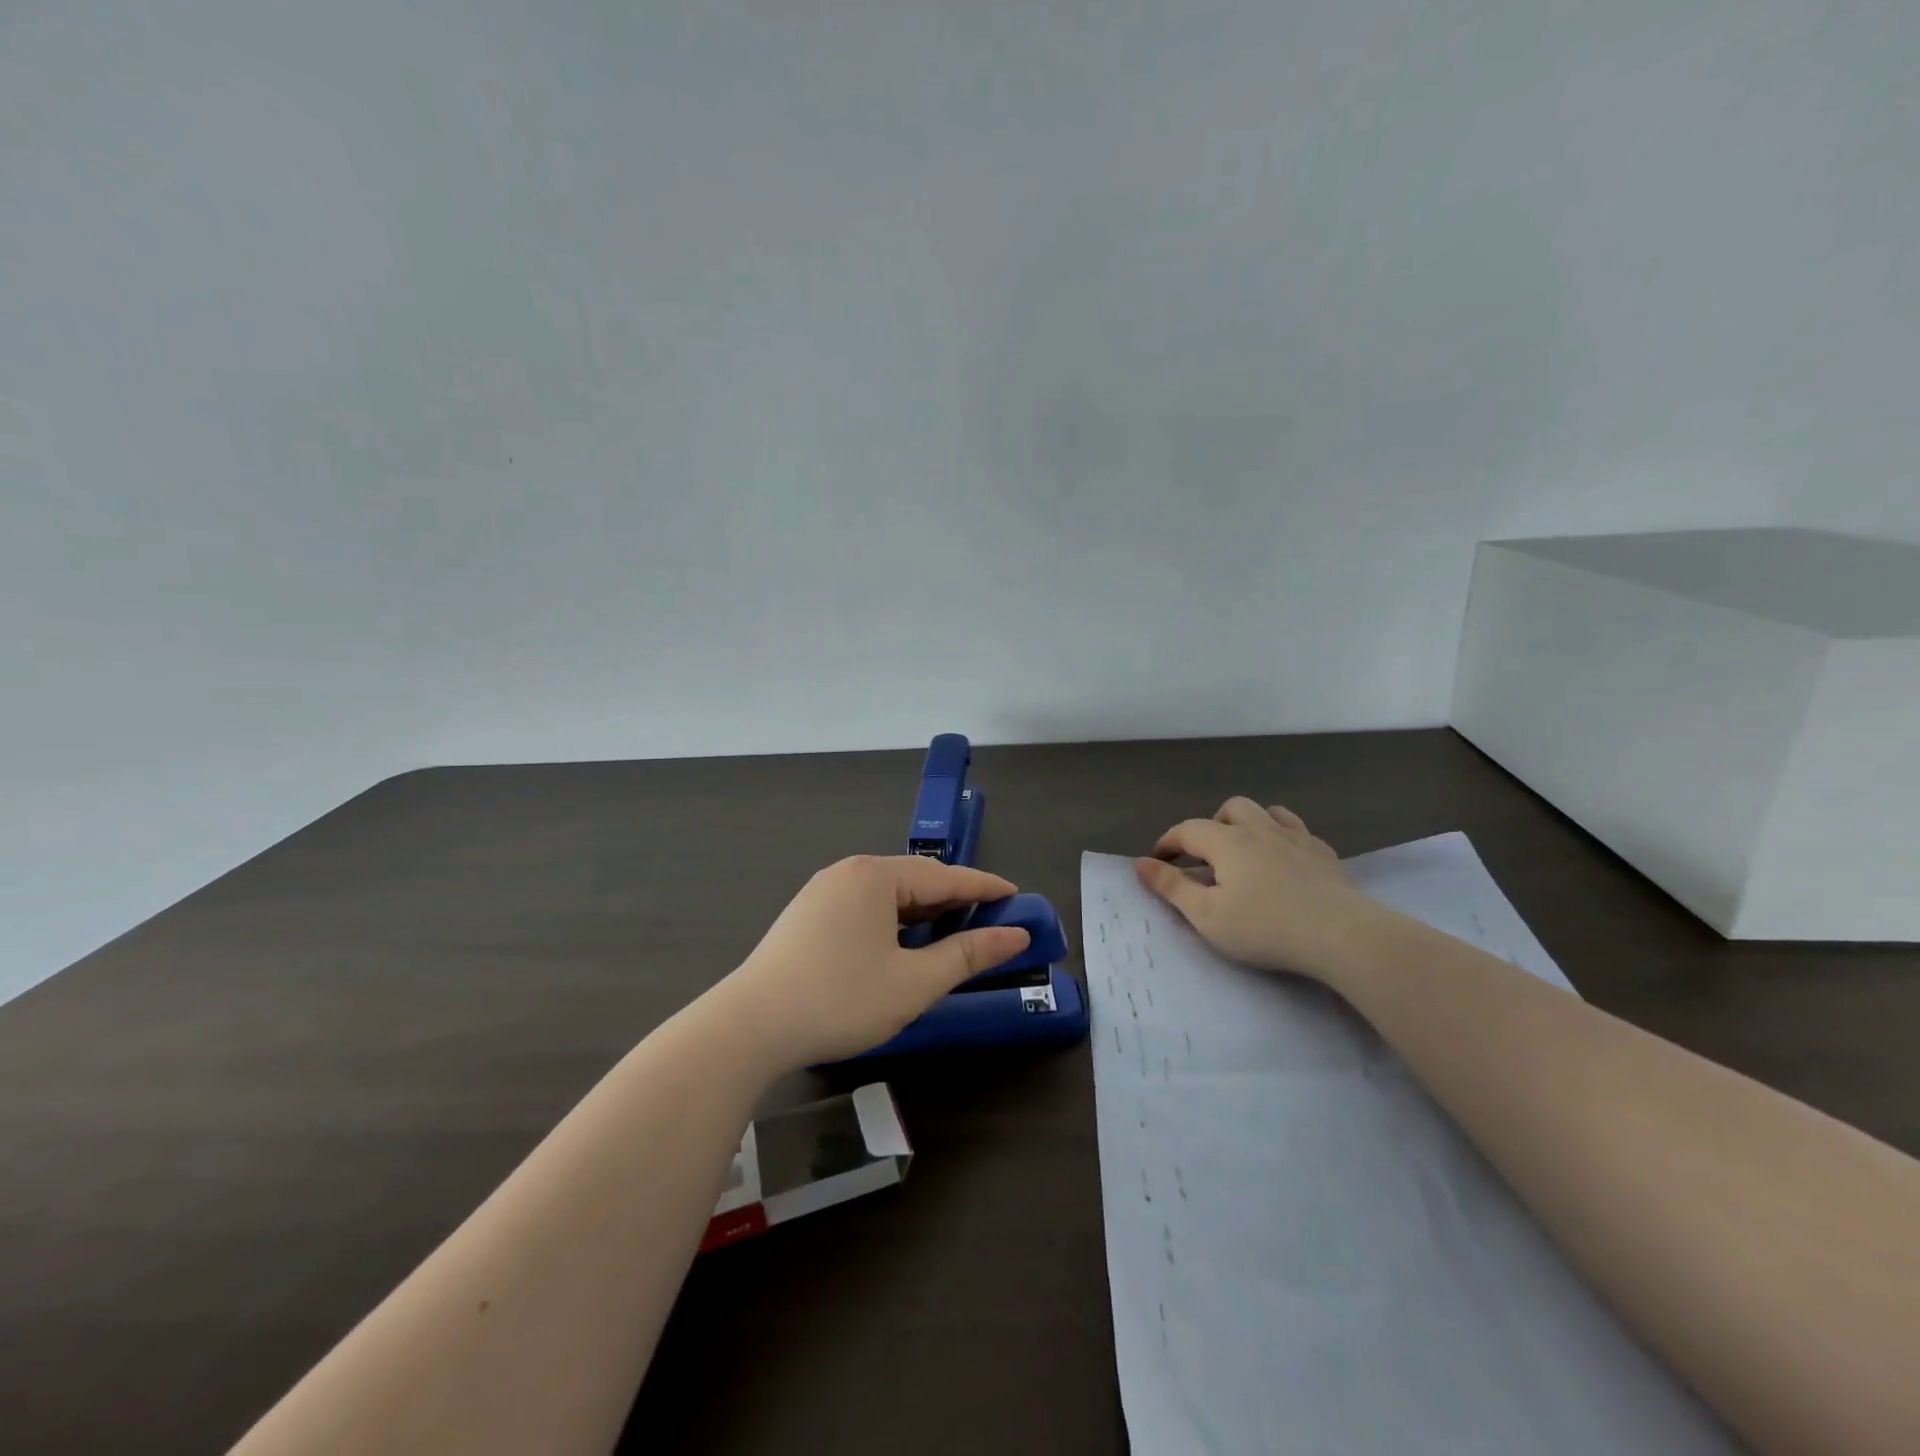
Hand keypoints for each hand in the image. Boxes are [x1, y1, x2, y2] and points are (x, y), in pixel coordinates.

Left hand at [715, 855, 1033, 1070]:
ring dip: (921, 912)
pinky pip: (863, 907)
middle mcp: (848, 872)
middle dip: (953, 899)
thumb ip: (967, 955)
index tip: (1016, 895)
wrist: (750, 1027)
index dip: (984, 887)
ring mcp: (822, 893)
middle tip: (989, 919)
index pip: (945, 876)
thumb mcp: (914, 982)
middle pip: (914, 880)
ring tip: (950, 933)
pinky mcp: (806, 916)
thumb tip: (1014, 936)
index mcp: (875, 876)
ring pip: (886, 895)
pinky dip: (892, 921)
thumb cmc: (841, 999)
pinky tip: (900, 944)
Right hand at [1133, 797, 1387, 983]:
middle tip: (1205, 857)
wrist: (1342, 935)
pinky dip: (1282, 836)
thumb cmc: (1265, 927)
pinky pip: (1298, 830)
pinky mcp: (1324, 854)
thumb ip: (1171, 887)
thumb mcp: (1206, 915)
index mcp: (1227, 841)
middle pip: (1230, 809)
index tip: (1157, 862)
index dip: (1167, 843)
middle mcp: (1260, 829)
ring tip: (1244, 850)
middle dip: (1211, 826)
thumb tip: (1140, 862)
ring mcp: (1296, 838)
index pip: (1187, 830)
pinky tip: (1284, 858)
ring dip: (1249, 824)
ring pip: (1267, 812)